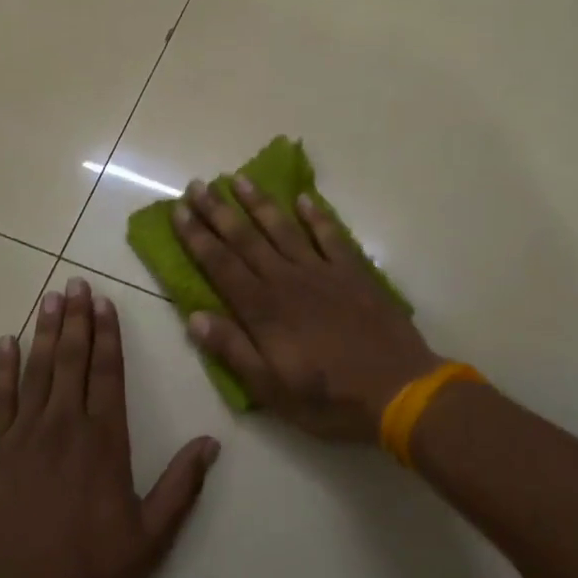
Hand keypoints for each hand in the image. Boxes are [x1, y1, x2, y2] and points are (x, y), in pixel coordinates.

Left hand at [0, 278, 219, 577]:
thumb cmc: (89, 571)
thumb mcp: (150, 538)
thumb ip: (181, 486)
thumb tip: (212, 442)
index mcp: (104, 440)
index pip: (108, 373)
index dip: (108, 335)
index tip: (105, 303)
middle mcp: (64, 426)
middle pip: (72, 360)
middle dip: (77, 319)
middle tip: (76, 283)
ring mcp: (23, 436)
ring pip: (37, 370)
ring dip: (44, 331)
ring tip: (50, 297)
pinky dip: (2, 368)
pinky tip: (5, 342)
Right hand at [173, 177, 441, 444]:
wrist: (399, 390)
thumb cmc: (329, 398)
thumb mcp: (271, 389)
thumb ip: (233, 350)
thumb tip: (194, 317)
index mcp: (263, 309)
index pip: (220, 265)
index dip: (197, 237)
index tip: (179, 211)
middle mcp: (287, 280)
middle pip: (245, 239)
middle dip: (218, 211)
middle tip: (197, 184)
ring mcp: (322, 272)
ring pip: (283, 229)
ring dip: (259, 203)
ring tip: (238, 178)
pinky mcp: (353, 272)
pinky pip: (331, 236)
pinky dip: (317, 216)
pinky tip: (304, 199)